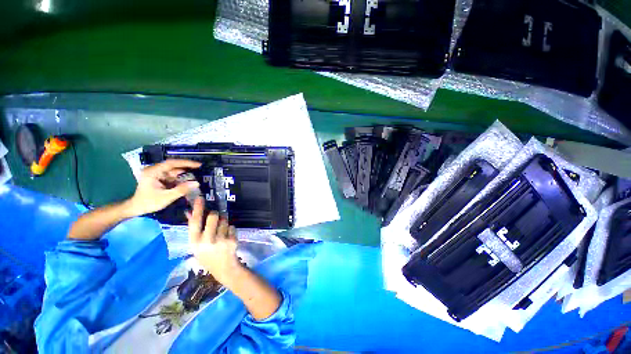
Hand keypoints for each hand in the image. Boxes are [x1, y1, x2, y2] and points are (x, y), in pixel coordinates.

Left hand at [126, 159, 200, 216]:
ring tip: (197, 176)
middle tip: (200, 169)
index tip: (198, 165)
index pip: (172, 163)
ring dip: (184, 174)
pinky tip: (189, 181)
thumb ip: (182, 190)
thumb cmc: (149, 202)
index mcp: (153, 172)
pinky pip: (173, 176)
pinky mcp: (159, 178)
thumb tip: (197, 183)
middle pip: (174, 166)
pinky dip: (181, 179)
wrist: (136, 208)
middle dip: (187, 168)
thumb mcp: (166, 197)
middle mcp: (155, 170)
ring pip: (174, 172)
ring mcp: (157, 174)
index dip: (186, 163)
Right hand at [188, 197, 241, 283]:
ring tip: (221, 233)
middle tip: (215, 218)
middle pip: (213, 216)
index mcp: (195, 242)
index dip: (198, 209)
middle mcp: (207, 241)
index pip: (195, 222)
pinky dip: (230, 229)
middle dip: (215, 214)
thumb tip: (189, 212)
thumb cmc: (207, 256)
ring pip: (224, 220)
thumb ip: (194, 229)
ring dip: (223, 223)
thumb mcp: (196, 245)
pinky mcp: (232, 240)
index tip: (200, 198)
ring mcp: (221, 240)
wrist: (223, 268)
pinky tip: (227, 238)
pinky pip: (232, 226)